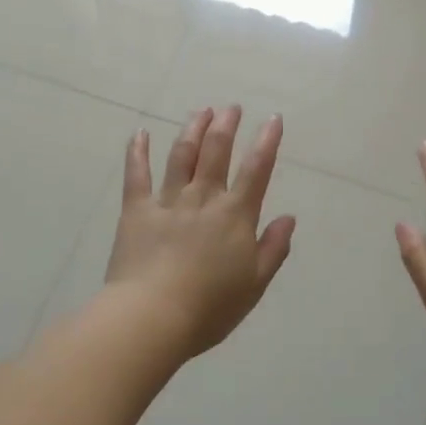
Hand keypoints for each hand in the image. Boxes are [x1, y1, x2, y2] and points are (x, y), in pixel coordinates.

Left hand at [104, 107, 297, 359]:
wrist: (153, 316)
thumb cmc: (209, 307)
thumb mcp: (254, 284)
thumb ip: (273, 248)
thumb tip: (288, 217)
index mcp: (235, 215)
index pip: (256, 170)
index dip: (267, 141)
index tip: (273, 118)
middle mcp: (203, 198)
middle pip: (216, 151)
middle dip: (226, 125)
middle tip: (231, 107)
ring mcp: (168, 200)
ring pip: (182, 155)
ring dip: (193, 129)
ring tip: (201, 111)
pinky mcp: (137, 209)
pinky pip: (137, 174)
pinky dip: (138, 151)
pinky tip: (140, 133)